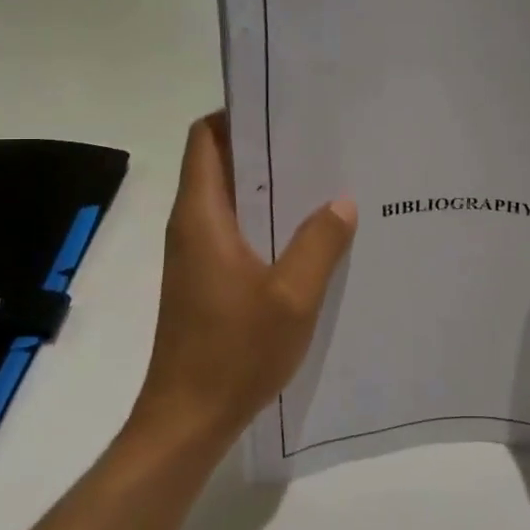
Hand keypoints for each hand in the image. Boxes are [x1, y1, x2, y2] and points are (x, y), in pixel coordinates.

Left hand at [130, 112, 356, 451]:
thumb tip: (341, 201)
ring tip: (322, 181)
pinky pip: (234, 231)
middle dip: (263, 147)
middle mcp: (191, 226)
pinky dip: (264, 221)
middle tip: (319, 142)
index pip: (205, 139)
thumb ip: (319, 243)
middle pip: (219, 163)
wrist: (188, 419)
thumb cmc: (234, 352)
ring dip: (267, 187)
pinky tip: (307, 235)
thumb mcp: (292, 296)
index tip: (284, 109)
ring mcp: (195, 254)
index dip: (237, 114)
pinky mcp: (204, 279)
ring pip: (229, 200)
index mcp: (201, 216)